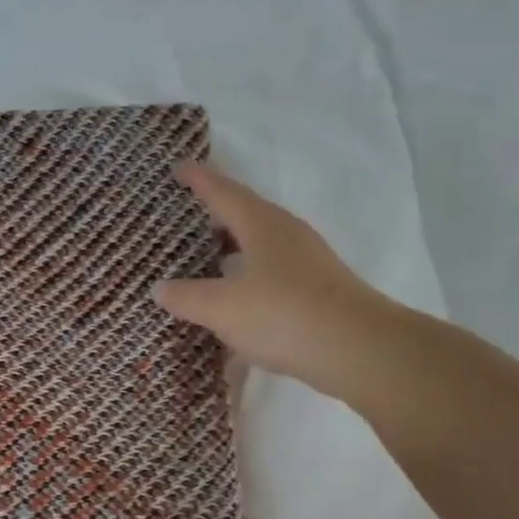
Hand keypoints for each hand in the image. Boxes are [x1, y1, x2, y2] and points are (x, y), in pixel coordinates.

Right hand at [155, 160, 405, 402]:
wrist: (358, 350)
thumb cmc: (283, 315)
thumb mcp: (221, 308)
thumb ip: (186, 296)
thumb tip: (159, 288)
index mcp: (263, 226)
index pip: (225, 193)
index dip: (200, 180)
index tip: (179, 168)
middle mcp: (287, 236)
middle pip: (245, 216)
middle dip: (215, 217)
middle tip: (184, 219)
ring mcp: (305, 264)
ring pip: (258, 248)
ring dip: (230, 252)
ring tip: (202, 263)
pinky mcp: (315, 292)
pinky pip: (269, 276)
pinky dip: (245, 282)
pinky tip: (231, 306)